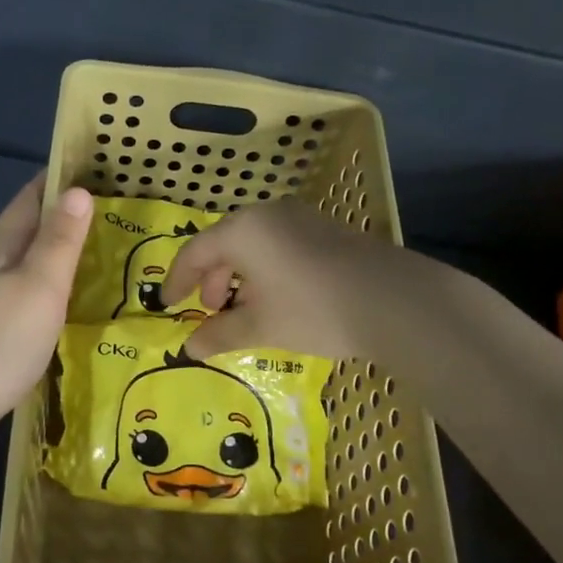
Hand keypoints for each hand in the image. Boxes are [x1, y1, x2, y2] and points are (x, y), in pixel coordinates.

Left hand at [0, 178, 91, 453]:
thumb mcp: (38, 288)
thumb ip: (59, 242)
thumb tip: (77, 189)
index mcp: (0, 251)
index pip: (28, 201)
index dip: (53, 180)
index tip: (87, 166)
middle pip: (21, 233)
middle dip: (56, 217)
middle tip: (102, 213)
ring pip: (17, 268)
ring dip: (48, 256)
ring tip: (87, 258)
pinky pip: (15, 300)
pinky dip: (40, 292)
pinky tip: (52, 309)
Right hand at [163, 199, 406, 360]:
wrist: (395, 301)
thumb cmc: (313, 309)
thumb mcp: (260, 326)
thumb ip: (219, 334)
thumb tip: (189, 348)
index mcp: (243, 230)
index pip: (194, 252)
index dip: (177, 280)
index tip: (168, 305)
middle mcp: (267, 214)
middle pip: (224, 243)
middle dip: (211, 279)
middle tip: (210, 311)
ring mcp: (300, 218)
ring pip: (254, 245)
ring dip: (239, 277)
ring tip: (244, 310)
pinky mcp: (325, 230)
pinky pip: (279, 245)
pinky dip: (265, 271)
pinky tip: (276, 299)